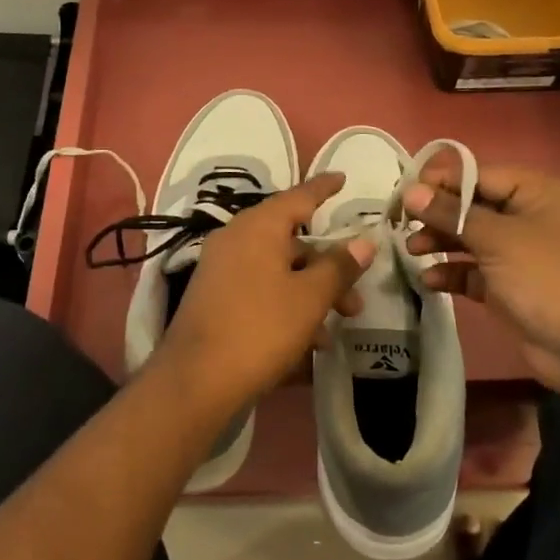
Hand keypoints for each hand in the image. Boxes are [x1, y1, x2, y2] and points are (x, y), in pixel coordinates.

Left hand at [157, 173, 374, 410]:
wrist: (195, 380)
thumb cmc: (260, 328)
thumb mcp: (310, 298)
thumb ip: (338, 267)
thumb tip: (363, 241)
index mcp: (258, 226)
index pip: (299, 196)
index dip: (324, 188)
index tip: (343, 178)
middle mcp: (236, 238)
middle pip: (292, 241)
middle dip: (327, 267)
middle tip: (355, 297)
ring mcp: (222, 268)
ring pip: (278, 269)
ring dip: (310, 293)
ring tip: (334, 329)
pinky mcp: (215, 297)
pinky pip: (260, 289)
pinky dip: (286, 305)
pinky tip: (307, 342)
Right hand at [402, 158, 559, 401]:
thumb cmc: (545, 277)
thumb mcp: (496, 239)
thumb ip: (451, 213)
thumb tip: (410, 191)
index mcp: (534, 191)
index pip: (478, 175)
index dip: (440, 182)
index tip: (403, 193)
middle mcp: (526, 216)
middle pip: (471, 206)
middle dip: (436, 214)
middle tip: (400, 223)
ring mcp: (517, 252)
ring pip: (469, 238)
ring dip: (439, 243)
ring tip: (411, 251)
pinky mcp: (507, 285)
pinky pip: (472, 270)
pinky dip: (451, 272)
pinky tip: (429, 280)